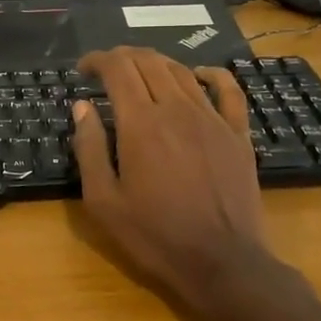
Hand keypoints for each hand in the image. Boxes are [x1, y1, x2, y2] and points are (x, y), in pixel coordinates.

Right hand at [72, 47, 287, 314]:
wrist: (223, 263)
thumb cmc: (155, 236)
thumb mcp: (104, 201)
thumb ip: (89, 148)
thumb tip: (82, 107)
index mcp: (141, 123)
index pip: (117, 69)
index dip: (97, 60)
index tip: (83, 69)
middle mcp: (177, 109)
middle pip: (148, 62)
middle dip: (122, 57)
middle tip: (106, 70)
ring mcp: (212, 119)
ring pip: (182, 71)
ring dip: (156, 63)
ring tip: (139, 72)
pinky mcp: (238, 134)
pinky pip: (228, 89)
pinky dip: (210, 73)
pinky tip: (198, 74)